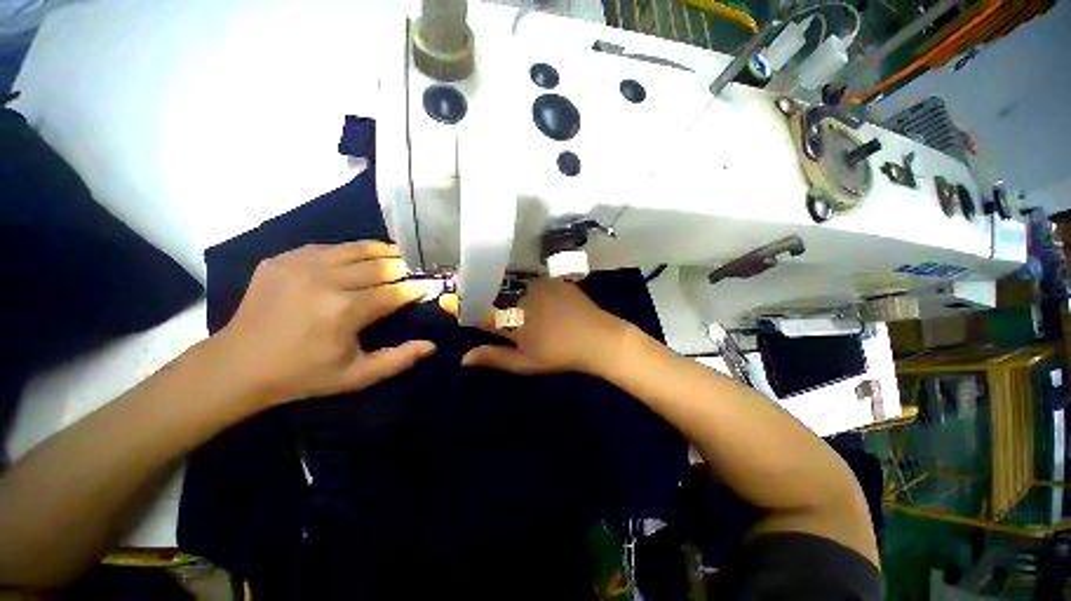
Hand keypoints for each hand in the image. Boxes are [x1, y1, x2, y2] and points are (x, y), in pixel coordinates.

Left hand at [212, 242, 437, 406]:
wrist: (237, 365)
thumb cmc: (303, 375)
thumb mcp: (356, 377)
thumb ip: (398, 360)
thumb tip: (431, 345)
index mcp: (346, 310)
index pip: (395, 292)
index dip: (415, 288)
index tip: (429, 286)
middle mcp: (326, 281)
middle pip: (379, 265)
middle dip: (403, 267)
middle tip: (416, 269)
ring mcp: (301, 265)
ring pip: (355, 249)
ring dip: (381, 251)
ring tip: (397, 254)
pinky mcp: (282, 259)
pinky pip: (327, 247)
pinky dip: (349, 251)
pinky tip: (358, 256)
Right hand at [459, 280, 632, 375]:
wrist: (598, 339)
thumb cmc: (561, 355)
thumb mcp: (526, 363)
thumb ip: (495, 358)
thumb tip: (463, 358)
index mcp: (511, 320)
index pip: (478, 312)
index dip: (464, 307)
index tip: (452, 303)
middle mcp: (519, 298)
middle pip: (490, 290)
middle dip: (477, 289)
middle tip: (467, 285)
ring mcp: (537, 285)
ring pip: (508, 279)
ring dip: (497, 280)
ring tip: (488, 277)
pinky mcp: (551, 278)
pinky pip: (529, 274)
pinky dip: (519, 275)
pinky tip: (517, 276)